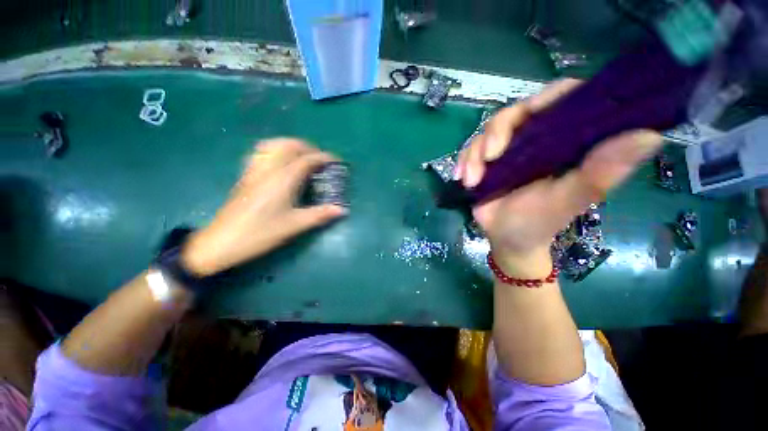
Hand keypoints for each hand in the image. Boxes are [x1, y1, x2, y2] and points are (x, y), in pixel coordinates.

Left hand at [181, 138, 346, 276]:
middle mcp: (268, 169)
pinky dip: (275, 150)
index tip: (336, 161)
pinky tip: (280, 163)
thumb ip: (320, 215)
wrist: (221, 242)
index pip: (307, 160)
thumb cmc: (260, 233)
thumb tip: (342, 210)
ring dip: (291, 146)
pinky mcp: (246, 176)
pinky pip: (262, 153)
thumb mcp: (294, 225)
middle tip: (320, 160)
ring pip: (273, 145)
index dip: (324, 158)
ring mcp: (254, 170)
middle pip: (289, 145)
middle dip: (308, 147)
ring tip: (303, 157)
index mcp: (282, 179)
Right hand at [455, 79, 663, 277]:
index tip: (530, 113)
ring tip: (472, 180)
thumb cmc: (539, 224)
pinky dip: (464, 162)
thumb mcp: (566, 202)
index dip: (549, 98)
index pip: (563, 99)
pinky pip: (471, 150)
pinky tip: (462, 178)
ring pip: (488, 132)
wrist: (507, 239)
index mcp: (565, 142)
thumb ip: (599, 174)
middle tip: (490, 158)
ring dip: (475, 154)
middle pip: (516, 112)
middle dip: (496, 133)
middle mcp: (537, 139)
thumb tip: (650, 136)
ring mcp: (509, 150)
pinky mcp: (486, 161)